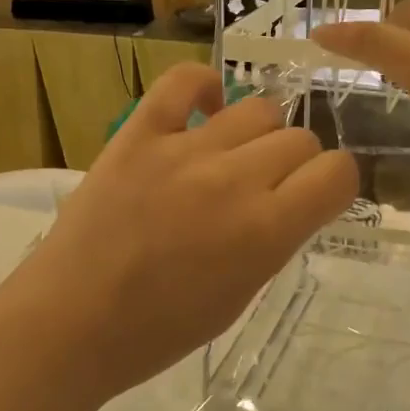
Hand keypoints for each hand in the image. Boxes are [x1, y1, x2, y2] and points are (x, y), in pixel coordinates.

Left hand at [5, 63, 358, 399]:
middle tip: (264, 188)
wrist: (72, 321)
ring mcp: (184, 150)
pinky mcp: (138, 134)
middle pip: (299, 138)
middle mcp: (235, 180)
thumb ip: (274, 239)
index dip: (333, 183)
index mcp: (266, 231)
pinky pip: (183, 81)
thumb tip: (289, 199)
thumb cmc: (159, 330)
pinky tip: (203, 110)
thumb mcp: (240, 295)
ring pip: (256, 107)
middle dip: (294, 164)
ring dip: (256, 133)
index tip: (314, 197)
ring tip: (230, 157)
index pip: (337, 172)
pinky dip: (202, 86)